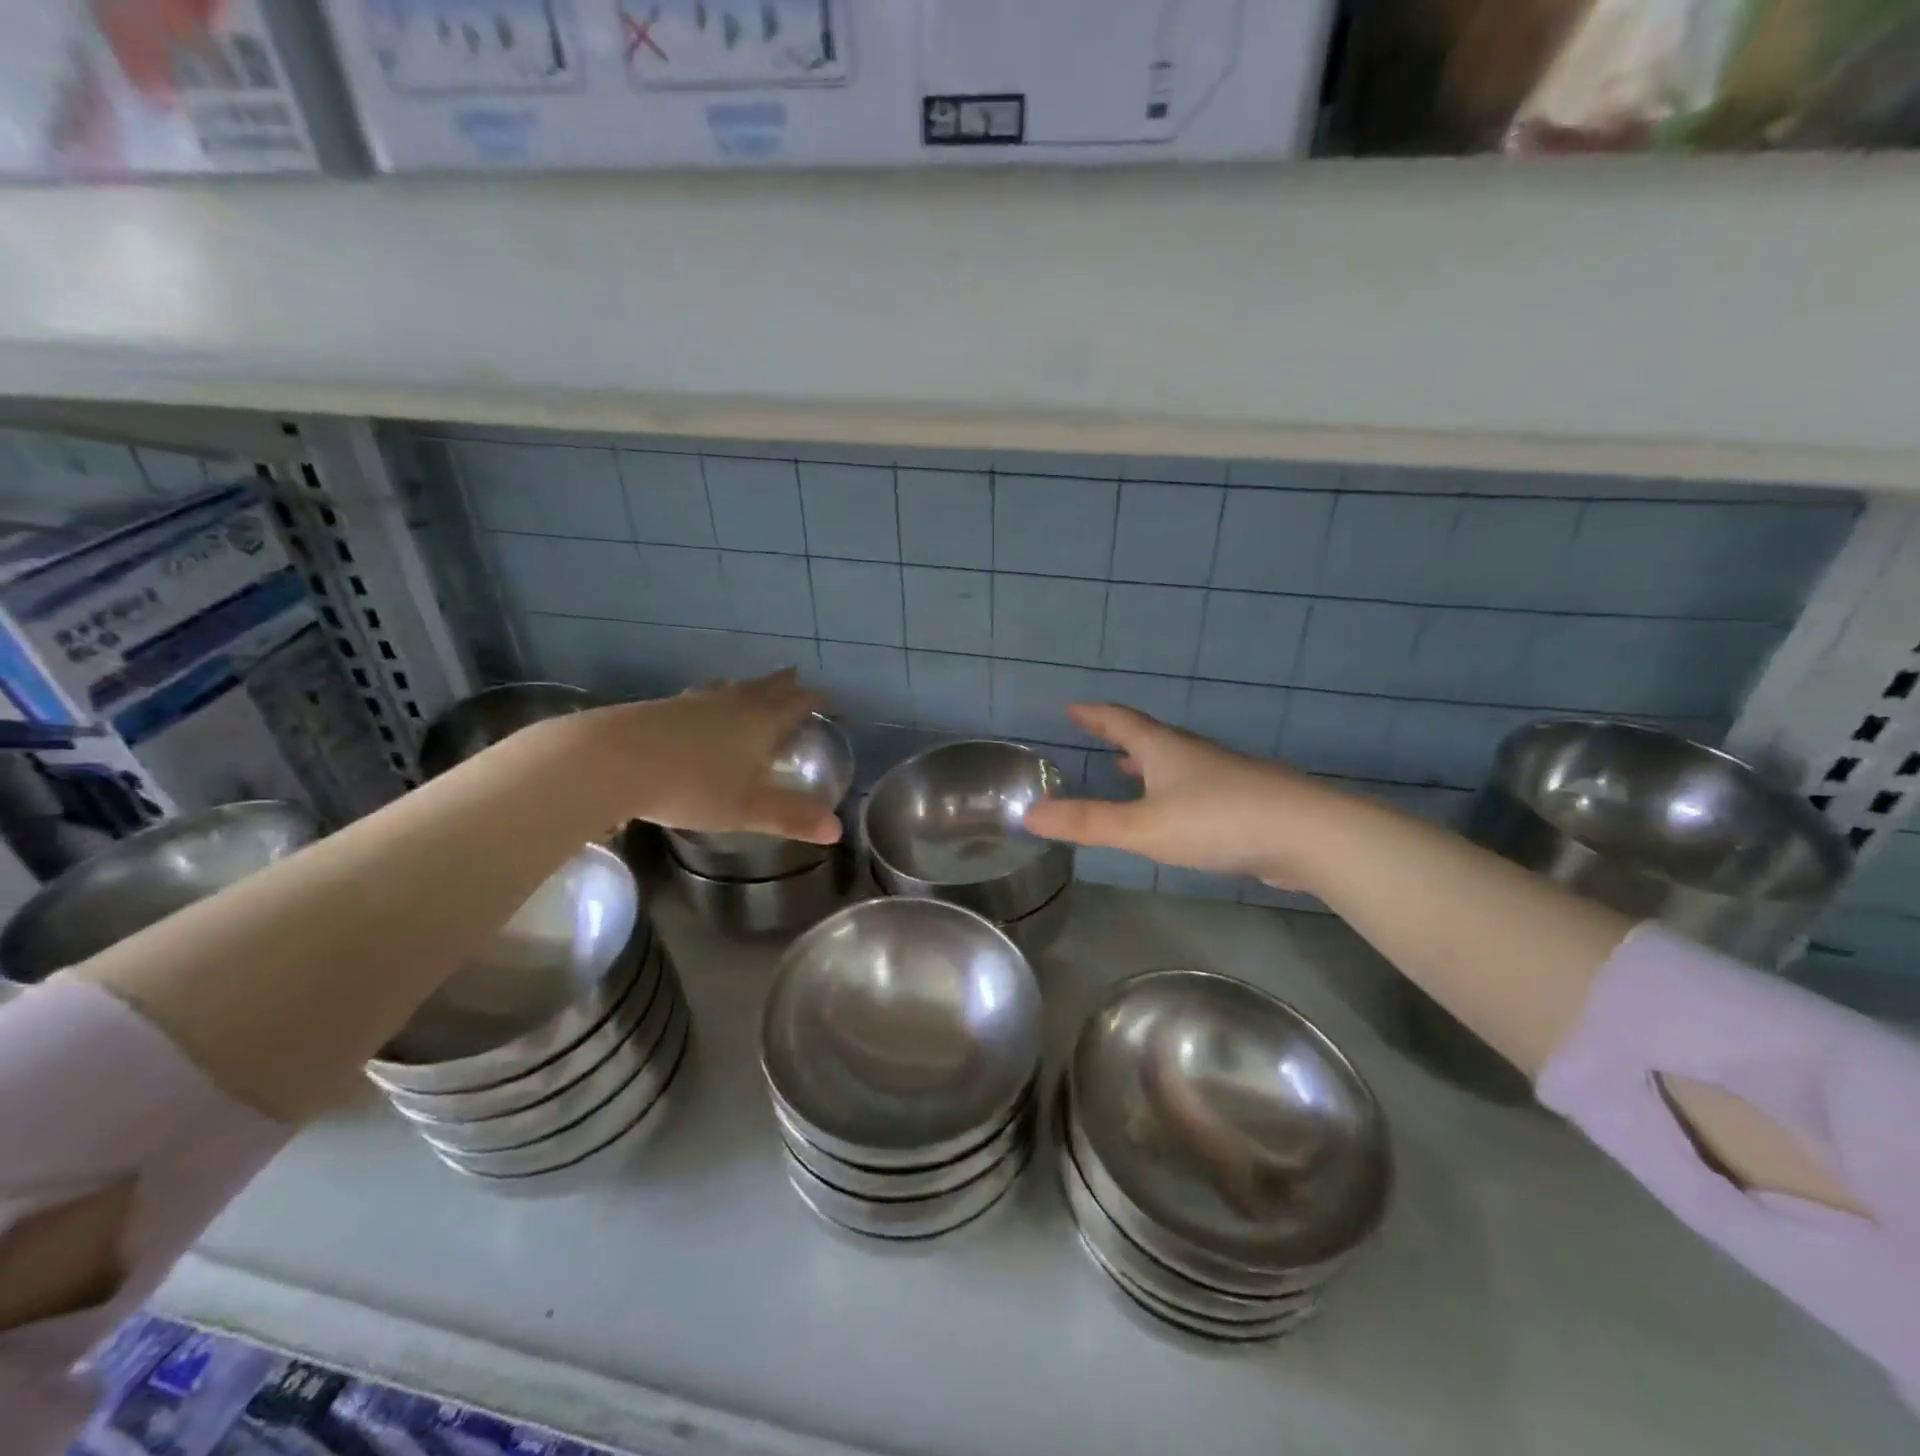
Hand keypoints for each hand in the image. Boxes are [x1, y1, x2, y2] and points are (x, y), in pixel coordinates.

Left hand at [565, 671, 842, 843]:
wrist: (613, 760)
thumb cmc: (692, 785)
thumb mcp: (747, 809)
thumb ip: (791, 817)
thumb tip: (837, 830)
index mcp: (761, 722)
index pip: (800, 702)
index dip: (819, 700)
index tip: (832, 703)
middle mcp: (733, 703)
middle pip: (767, 686)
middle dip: (786, 685)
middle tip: (797, 680)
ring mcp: (695, 702)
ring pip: (732, 687)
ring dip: (750, 687)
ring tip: (753, 689)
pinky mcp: (663, 707)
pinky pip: (702, 696)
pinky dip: (715, 698)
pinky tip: (701, 708)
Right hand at [1023, 704, 1336, 886]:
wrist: (1308, 834)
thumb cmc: (1217, 821)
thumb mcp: (1142, 826)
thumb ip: (1087, 822)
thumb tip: (1029, 814)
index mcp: (1164, 749)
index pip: (1120, 721)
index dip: (1094, 715)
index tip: (1072, 708)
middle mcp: (1192, 754)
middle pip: (1149, 737)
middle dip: (1119, 736)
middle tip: (1097, 737)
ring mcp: (1223, 775)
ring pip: (1175, 762)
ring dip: (1146, 764)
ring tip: (1127, 770)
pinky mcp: (1246, 801)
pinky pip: (1195, 787)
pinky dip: (1172, 789)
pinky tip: (1176, 811)